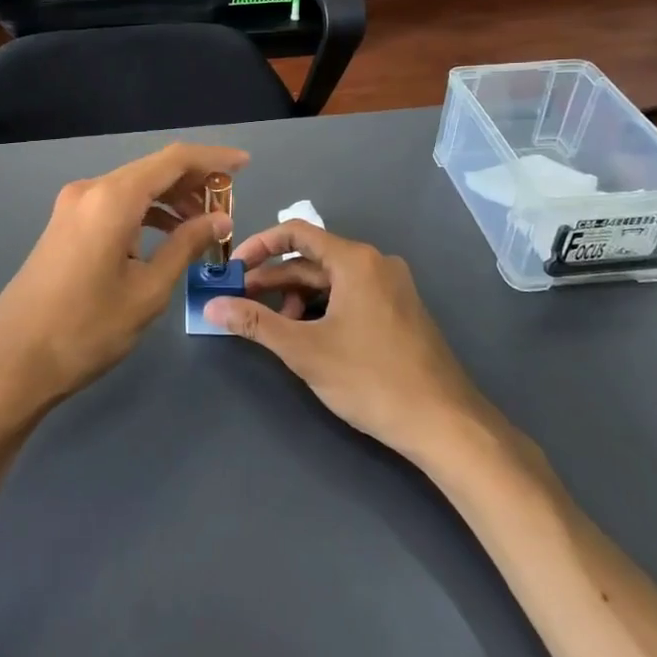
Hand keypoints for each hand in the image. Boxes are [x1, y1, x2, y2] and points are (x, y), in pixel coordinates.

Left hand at [0, 143, 246, 425]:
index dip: (213, 159)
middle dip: (194, 183)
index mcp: (112, 198)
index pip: (174, 160)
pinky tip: (165, 236)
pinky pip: (114, 206)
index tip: (245, 165)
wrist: (14, 360)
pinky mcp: (65, 225)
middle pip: (152, 171)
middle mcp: (90, 190)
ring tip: (204, 225)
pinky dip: (144, 214)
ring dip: (169, 200)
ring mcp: (72, 207)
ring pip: (133, 188)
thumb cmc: (87, 329)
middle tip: (228, 207)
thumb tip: (218, 220)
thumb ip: (186, 246)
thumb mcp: (148, 290)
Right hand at [204, 221, 495, 461]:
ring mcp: (392, 287)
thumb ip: (255, 323)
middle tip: (241, 303)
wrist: (445, 423)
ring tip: (276, 328)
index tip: (232, 269)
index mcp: (355, 260)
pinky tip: (310, 336)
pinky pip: (351, 296)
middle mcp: (376, 263)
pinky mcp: (399, 311)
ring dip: (297, 297)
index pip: (296, 233)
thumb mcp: (305, 350)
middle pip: (312, 258)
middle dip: (274, 280)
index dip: (258, 246)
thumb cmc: (370, 379)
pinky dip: (323, 308)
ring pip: (331, 280)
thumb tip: (211, 306)